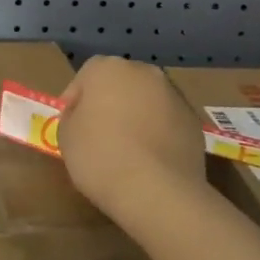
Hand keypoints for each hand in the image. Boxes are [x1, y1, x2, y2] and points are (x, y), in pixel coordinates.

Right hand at [57, 56, 208, 218]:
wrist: (158, 191)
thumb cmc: (101, 157)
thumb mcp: (66, 136)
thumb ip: (73, 116)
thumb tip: (85, 115)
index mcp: (107, 67)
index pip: (84, 78)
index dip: (76, 103)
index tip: (74, 127)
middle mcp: (142, 71)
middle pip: (119, 84)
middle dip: (110, 104)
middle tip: (101, 136)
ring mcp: (173, 94)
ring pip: (146, 101)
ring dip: (137, 117)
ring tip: (129, 152)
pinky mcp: (194, 121)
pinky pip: (167, 122)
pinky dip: (159, 133)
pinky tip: (152, 161)